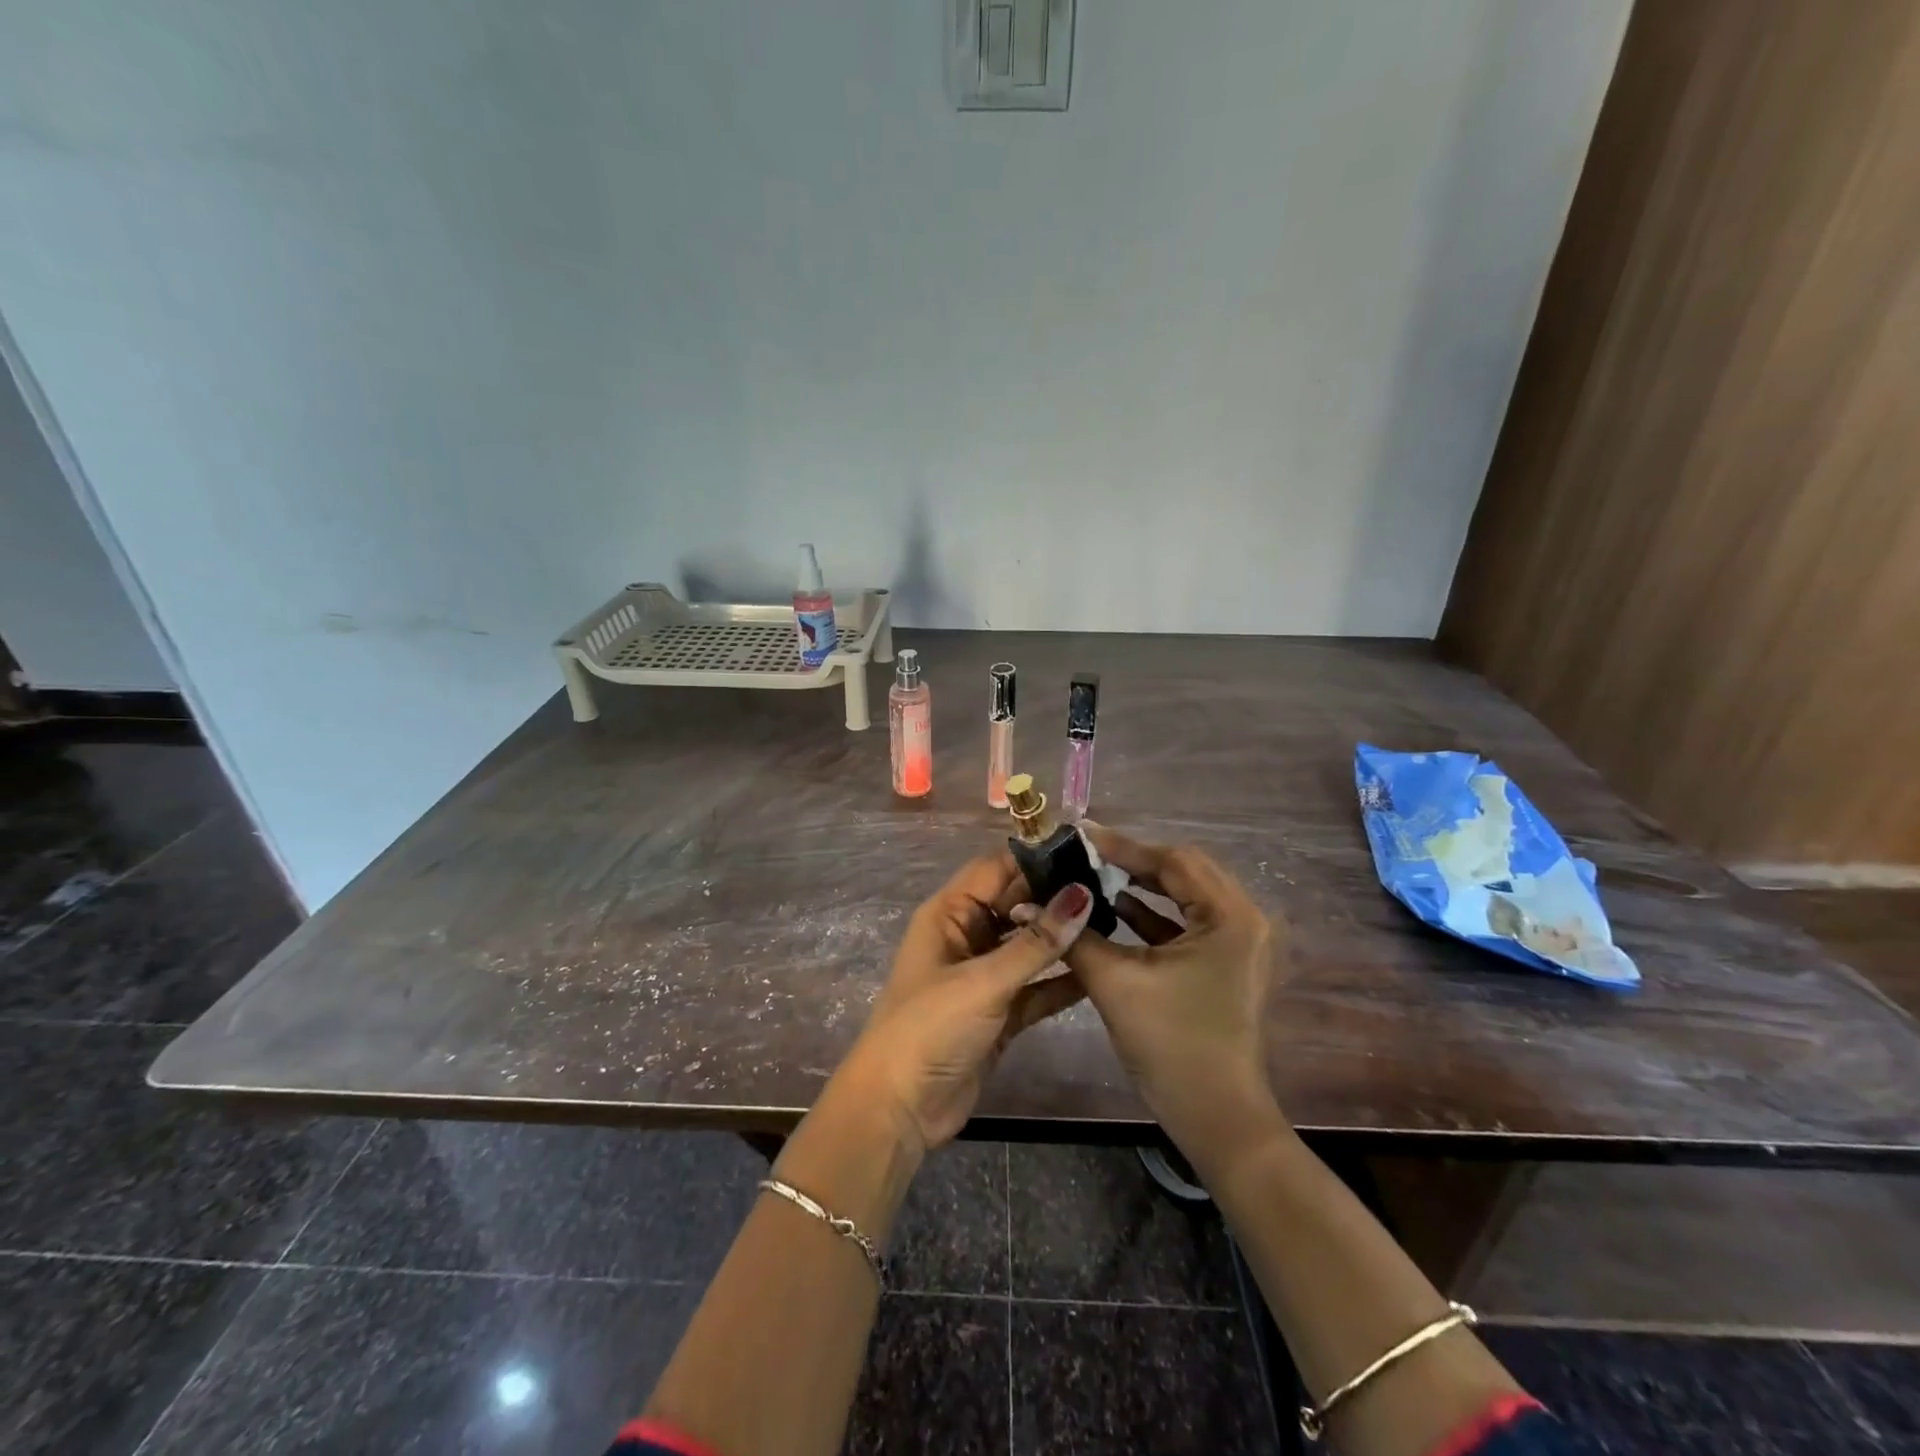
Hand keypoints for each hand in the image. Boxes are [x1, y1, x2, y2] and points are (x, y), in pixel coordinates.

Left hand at [841, 855, 1093, 1155]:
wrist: (899, 1110)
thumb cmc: (930, 1028)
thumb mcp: (984, 981)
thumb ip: (1036, 943)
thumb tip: (1082, 894)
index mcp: (950, 914)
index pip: (997, 869)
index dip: (1037, 858)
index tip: (1088, 852)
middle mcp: (967, 936)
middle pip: (1017, 904)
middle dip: (1058, 897)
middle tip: (1114, 887)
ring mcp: (984, 975)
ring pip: (1029, 946)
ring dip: (1064, 939)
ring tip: (1117, 922)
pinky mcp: (1000, 1012)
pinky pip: (1036, 987)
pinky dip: (1062, 981)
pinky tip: (1100, 973)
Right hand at [1061, 827, 1279, 1140]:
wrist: (1217, 1120)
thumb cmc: (1171, 1045)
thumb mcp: (1115, 983)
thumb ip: (1073, 935)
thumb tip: (1029, 901)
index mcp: (1229, 916)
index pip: (1173, 861)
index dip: (1123, 846)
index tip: (1079, 835)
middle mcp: (1244, 919)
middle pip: (1183, 871)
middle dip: (1133, 861)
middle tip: (1086, 853)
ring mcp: (1240, 943)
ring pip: (1185, 896)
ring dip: (1143, 886)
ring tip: (1094, 875)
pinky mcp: (1228, 963)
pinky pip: (1188, 922)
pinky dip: (1154, 915)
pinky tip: (1117, 910)